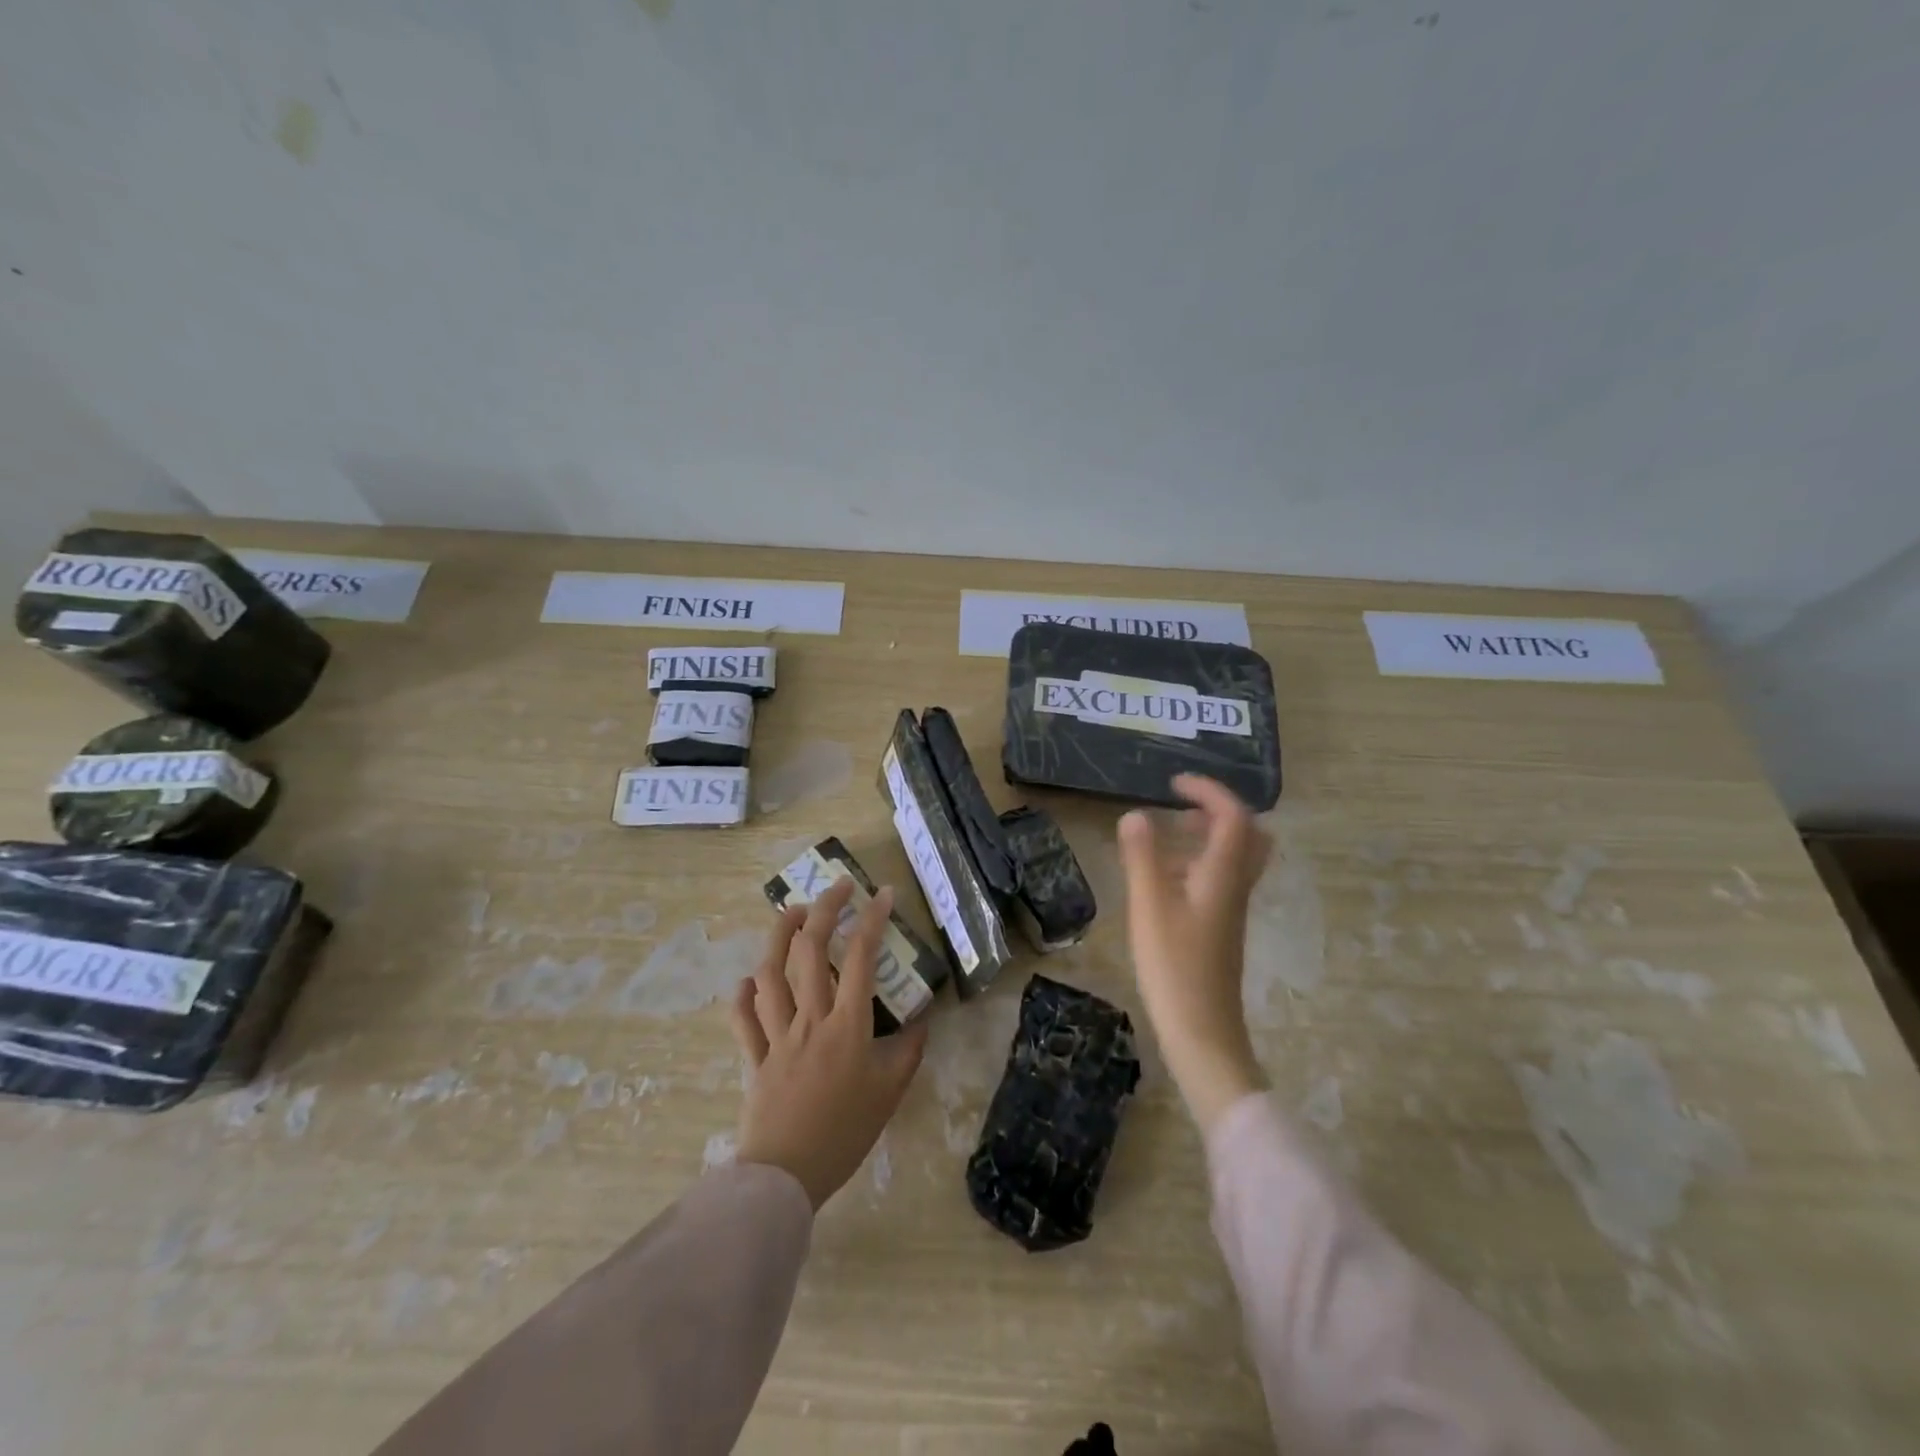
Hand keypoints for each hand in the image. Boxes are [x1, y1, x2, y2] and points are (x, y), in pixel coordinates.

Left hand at [728, 878, 927, 1209]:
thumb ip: (909, 1050)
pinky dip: (743, 994)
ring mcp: (777, 1035)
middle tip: (837, 887)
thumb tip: (922, 1018)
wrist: (786, 1177)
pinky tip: (749, 980)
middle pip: (810, 951)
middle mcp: (810, 1019)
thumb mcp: (890, 1092)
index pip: (861, 958)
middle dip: (824, 910)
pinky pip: (744, 1019)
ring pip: (772, 973)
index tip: (883, 894)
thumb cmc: (845, 1133)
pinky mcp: (755, 1056)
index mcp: (847, 1025)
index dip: (873, 920)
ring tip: (792, 912)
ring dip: (779, 935)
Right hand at [1118, 774, 1273, 1133]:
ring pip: (1234, 859)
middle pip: (1249, 836)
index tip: (1173, 783)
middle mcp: (1236, 887)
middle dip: (1217, 812)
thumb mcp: (1149, 907)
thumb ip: (1141, 857)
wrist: (1202, 1033)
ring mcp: (1231, 910)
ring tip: (1164, 839)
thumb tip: (1134, 813)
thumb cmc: (1174, 967)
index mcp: (1223, 875)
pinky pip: (1219, 880)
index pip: (1234, 816)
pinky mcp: (1221, 929)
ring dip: (1206, 838)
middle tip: (1180, 810)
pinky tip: (1163, 882)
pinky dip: (1198, 864)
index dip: (1208, 791)